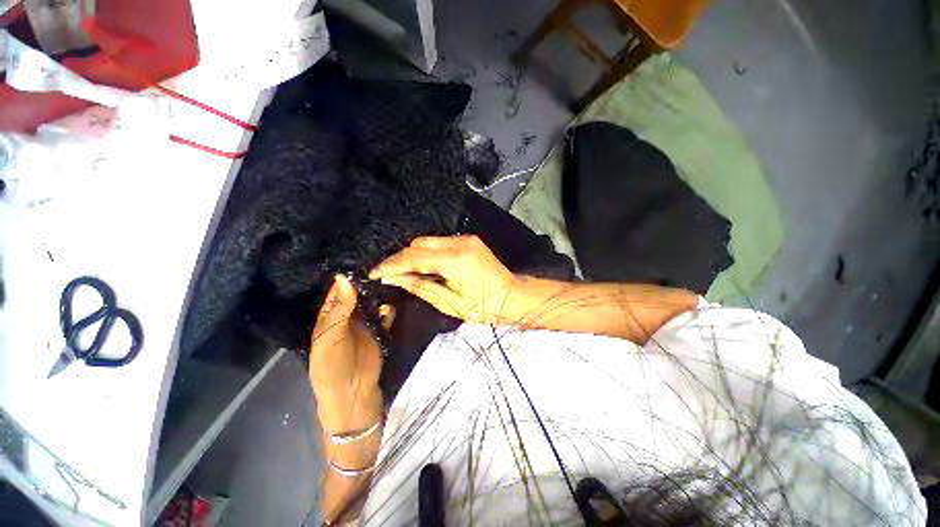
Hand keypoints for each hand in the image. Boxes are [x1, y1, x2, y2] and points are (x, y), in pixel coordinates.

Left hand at [309, 275, 382, 430]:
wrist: (353, 394)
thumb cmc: (331, 367)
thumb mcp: (329, 338)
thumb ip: (339, 309)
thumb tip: (344, 277)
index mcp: (328, 317)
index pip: (337, 291)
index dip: (346, 277)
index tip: (361, 258)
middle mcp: (347, 317)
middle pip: (357, 294)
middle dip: (366, 281)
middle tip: (381, 263)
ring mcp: (365, 323)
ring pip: (372, 302)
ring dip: (379, 293)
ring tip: (390, 277)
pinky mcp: (379, 331)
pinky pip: (385, 315)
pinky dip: (389, 309)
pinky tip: (393, 302)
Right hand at [369, 236, 521, 323]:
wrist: (515, 297)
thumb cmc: (484, 307)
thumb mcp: (449, 303)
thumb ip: (420, 286)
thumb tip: (392, 278)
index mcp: (455, 260)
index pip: (413, 256)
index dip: (391, 264)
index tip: (373, 273)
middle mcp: (459, 242)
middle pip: (419, 243)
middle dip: (402, 258)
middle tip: (391, 275)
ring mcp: (466, 238)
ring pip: (429, 241)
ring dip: (415, 255)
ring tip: (408, 273)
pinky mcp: (469, 240)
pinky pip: (441, 243)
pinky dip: (429, 253)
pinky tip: (428, 267)